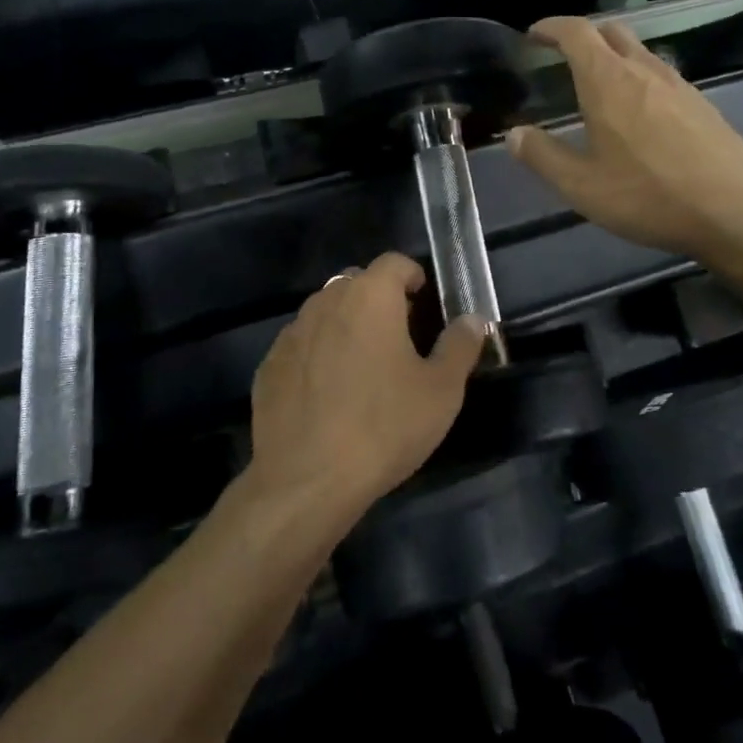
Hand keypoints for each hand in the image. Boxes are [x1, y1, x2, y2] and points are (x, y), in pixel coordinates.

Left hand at [246, 254, 483, 518]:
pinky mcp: (269, 364)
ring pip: (326, 312)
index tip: (424, 303)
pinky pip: (302, 345)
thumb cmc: (384, 427)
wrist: (306, 480)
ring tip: (363, 367)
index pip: (394, 262)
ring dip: (346, 325)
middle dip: (380, 300)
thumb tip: (473, 319)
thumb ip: (460, 346)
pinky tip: (327, 395)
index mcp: (370, 296)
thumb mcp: (441, 391)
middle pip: (357, 283)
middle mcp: (326, 301)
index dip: (413, 276)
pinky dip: (317, 355)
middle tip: (399, 338)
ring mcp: (292, 332)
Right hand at [506, 16, 742, 265]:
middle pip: (610, 32)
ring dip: (613, 56)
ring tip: (598, 86)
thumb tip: (514, 134)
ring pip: (639, 52)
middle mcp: (644, 70)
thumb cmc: (649, 196)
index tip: (534, 35)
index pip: (576, 32)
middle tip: (563, 57)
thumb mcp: (582, 186)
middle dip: (583, 36)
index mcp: (608, 80)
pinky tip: (638, 114)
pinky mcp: (702, 104)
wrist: (736, 212)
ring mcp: (678, 84)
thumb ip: (542, 156)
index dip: (551, 27)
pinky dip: (638, 78)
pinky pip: (661, 75)